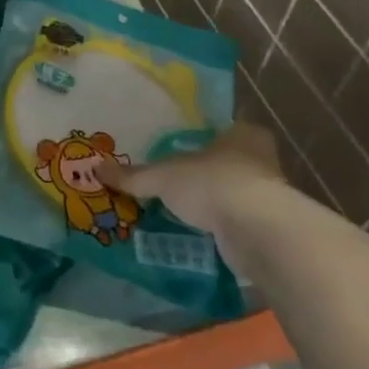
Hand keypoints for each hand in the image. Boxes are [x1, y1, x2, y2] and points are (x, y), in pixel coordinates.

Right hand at [110, 121, 286, 236]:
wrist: (256, 230)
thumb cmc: (212, 183)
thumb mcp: (162, 176)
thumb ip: (133, 176)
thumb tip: (97, 168)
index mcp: (243, 135)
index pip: (224, 132)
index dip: (203, 142)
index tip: (183, 153)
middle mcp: (263, 160)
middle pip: (230, 164)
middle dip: (207, 175)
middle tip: (179, 185)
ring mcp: (271, 196)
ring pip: (237, 195)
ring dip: (216, 205)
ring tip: (185, 214)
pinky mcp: (271, 229)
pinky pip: (241, 225)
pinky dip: (223, 230)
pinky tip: (202, 236)